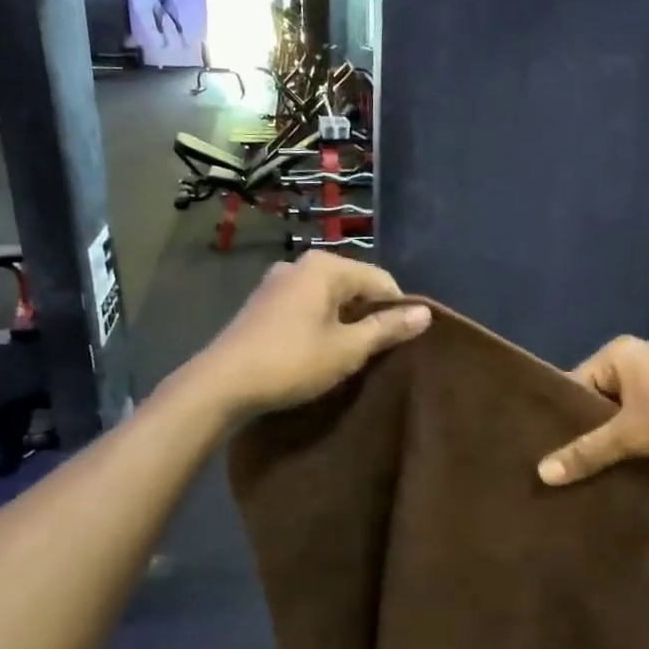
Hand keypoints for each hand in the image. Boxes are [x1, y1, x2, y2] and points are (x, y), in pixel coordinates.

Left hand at [197, 252, 431, 416]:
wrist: (222, 383)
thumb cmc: (292, 362)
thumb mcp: (348, 349)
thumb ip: (387, 328)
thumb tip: (425, 313)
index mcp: (325, 266)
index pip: (380, 280)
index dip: (398, 310)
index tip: (402, 343)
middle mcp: (300, 264)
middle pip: (353, 286)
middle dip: (369, 316)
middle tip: (377, 353)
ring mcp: (276, 282)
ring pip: (328, 298)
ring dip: (344, 322)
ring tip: (350, 356)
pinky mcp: (261, 304)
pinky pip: (305, 307)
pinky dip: (319, 324)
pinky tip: (318, 352)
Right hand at [537, 337, 648, 485]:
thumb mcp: (630, 435)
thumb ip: (586, 452)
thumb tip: (542, 473)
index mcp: (616, 354)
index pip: (573, 385)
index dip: (561, 418)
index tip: (543, 450)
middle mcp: (633, 359)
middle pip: (594, 400)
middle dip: (584, 432)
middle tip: (560, 465)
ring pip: (617, 413)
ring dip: (608, 439)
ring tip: (583, 470)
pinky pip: (638, 418)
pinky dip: (630, 439)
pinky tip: (617, 465)